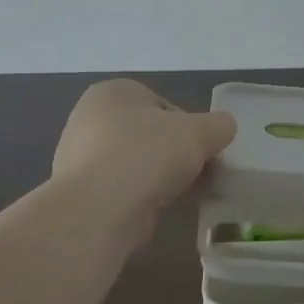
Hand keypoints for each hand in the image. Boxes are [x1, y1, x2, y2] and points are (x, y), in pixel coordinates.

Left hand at [52, 80, 236, 239]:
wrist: (98, 211)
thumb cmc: (147, 154)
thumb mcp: (200, 131)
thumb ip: (219, 125)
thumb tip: (223, 129)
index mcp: (113, 92)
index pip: (163, 105)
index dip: (189, 127)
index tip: (203, 149)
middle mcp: (90, 119)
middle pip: (150, 135)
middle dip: (175, 154)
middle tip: (199, 173)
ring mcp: (80, 158)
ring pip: (137, 164)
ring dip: (161, 178)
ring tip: (183, 195)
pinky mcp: (81, 194)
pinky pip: (123, 190)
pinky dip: (143, 198)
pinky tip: (159, 211)